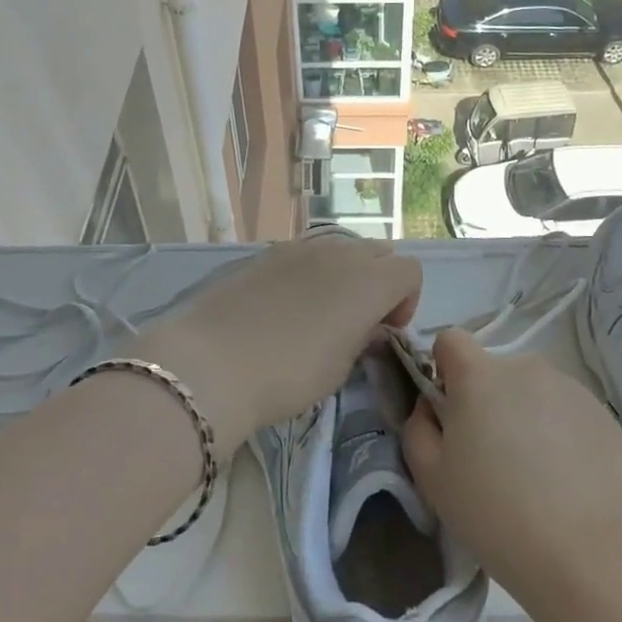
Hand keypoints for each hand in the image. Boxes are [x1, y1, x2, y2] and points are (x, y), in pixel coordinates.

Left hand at [133, 232, 420, 450]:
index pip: (409, 272)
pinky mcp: (266, 253)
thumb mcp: (339, 368)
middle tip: (359, 322)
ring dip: (346, 275)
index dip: (406, 301)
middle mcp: (340, 253)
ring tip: (322, 312)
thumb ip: (363, 339)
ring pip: (341, 249)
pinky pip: (306, 253)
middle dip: (379, 284)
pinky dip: (312, 272)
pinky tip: (287, 305)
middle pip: (378, 254)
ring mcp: (300, 248)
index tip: (385, 331)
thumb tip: (368, 327)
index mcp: (368, 281)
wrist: (211, 361)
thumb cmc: (288, 373)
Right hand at [402, 329, 621, 604]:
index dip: (444, 369)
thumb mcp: (431, 478)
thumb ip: (418, 428)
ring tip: (534, 473)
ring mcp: (568, 387)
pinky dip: (558, 432)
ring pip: (531, 391)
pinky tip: (565, 479)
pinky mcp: (601, 413)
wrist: (590, 552)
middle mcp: (524, 367)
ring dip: (523, 415)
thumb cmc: (496, 513)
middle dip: (486, 400)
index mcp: (478, 375)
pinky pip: (564, 410)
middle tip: (491, 456)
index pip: (451, 340)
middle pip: (493, 370)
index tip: (449, 411)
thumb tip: (431, 406)